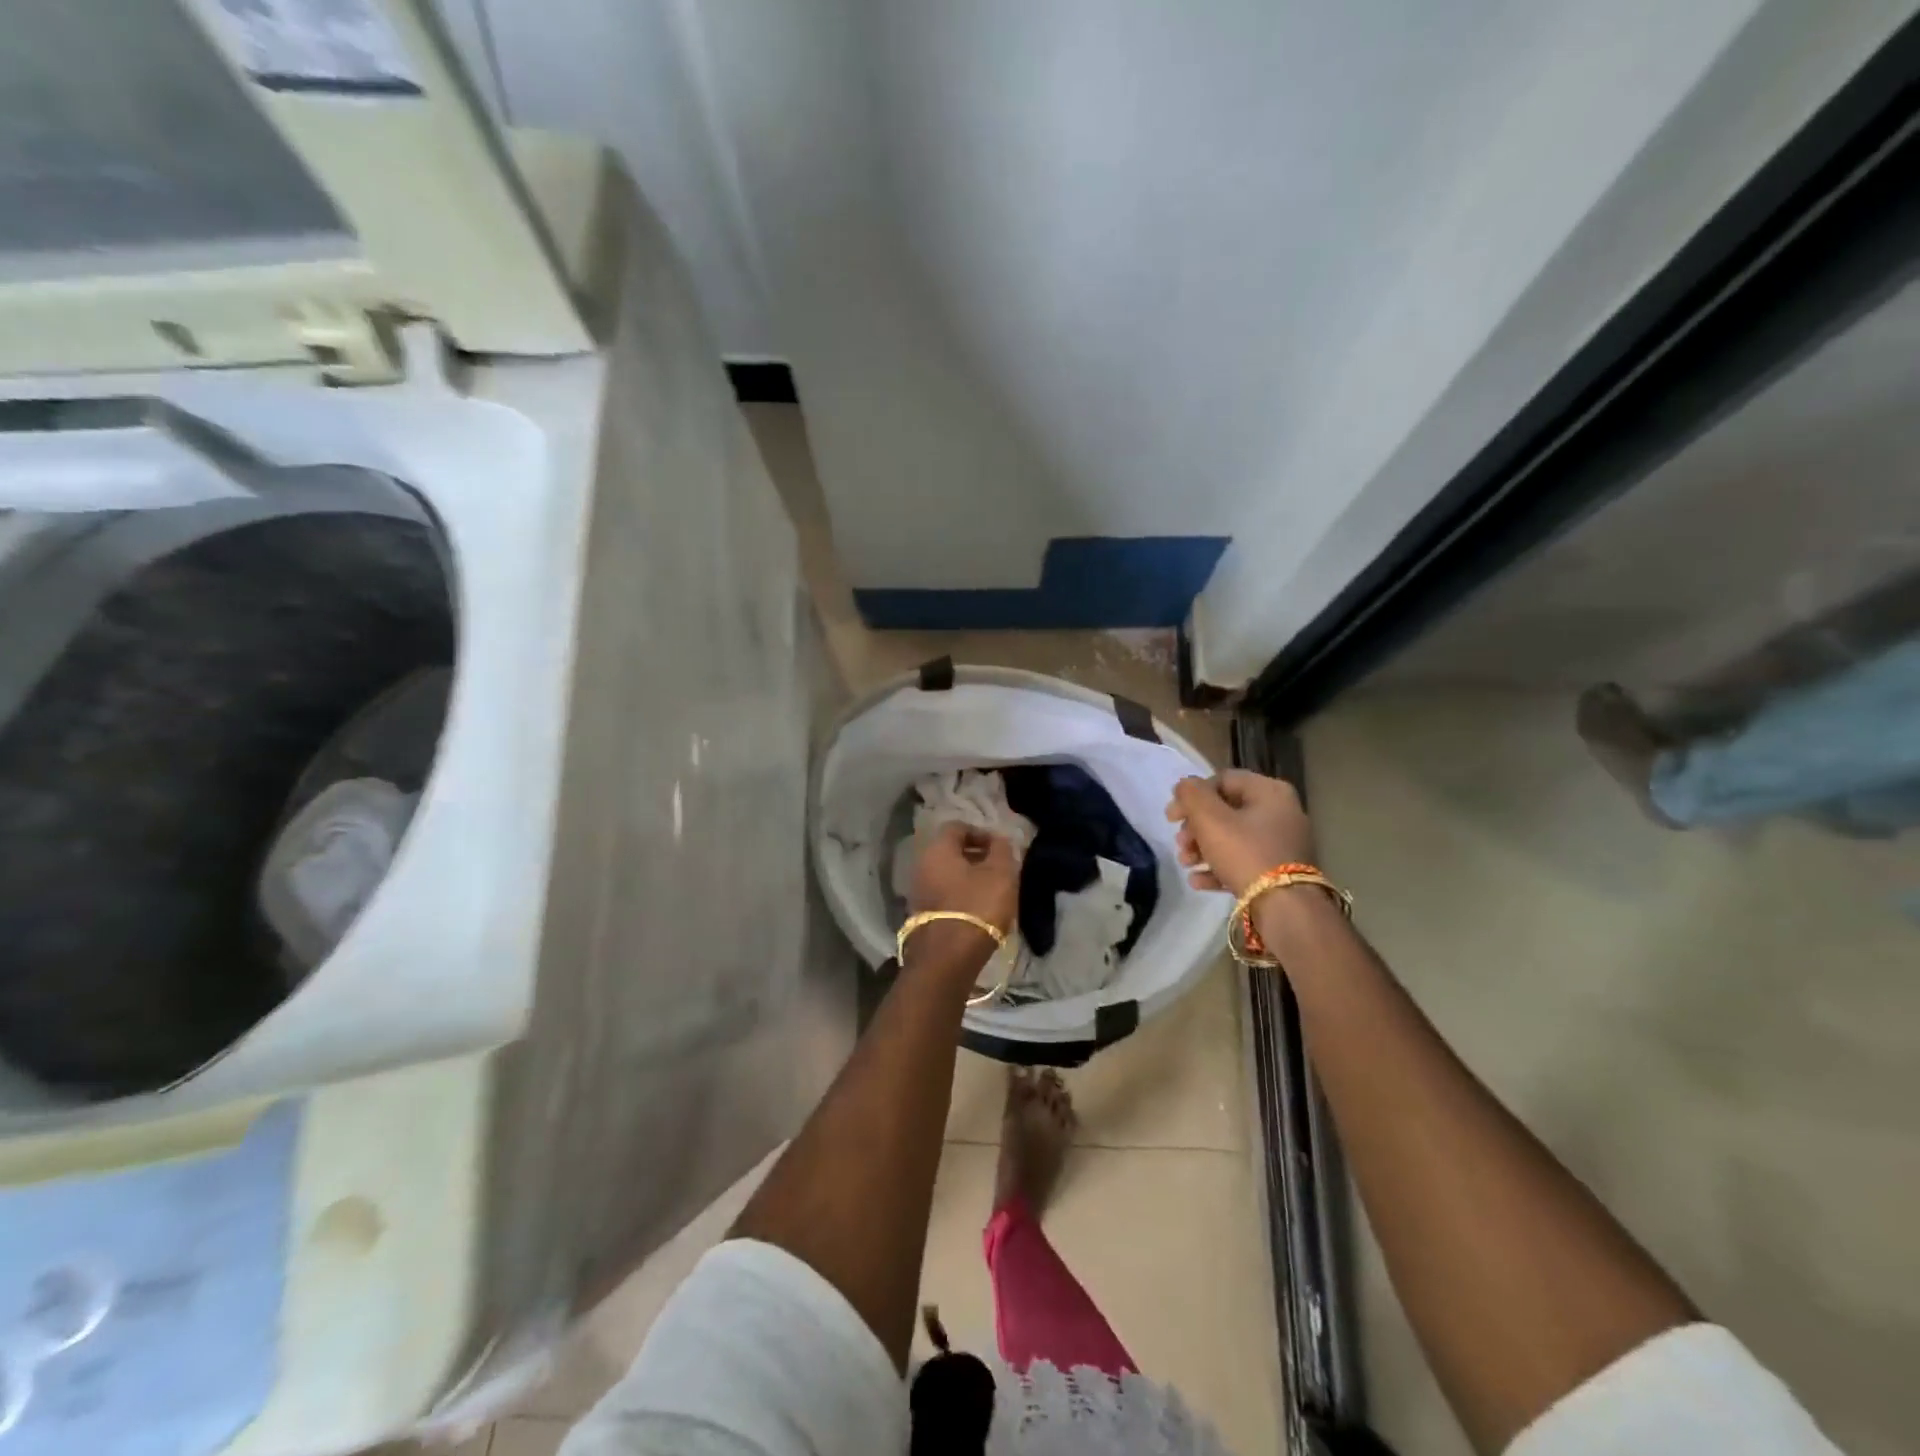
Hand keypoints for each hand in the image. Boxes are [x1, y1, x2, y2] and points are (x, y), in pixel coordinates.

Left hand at [909, 821, 1018, 943]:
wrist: (948, 957)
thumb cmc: (977, 905)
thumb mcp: (1000, 873)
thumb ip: (1002, 849)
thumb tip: (999, 839)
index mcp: (937, 849)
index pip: (957, 827)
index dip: (981, 833)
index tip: (1000, 848)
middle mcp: (921, 865)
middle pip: (950, 852)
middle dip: (976, 856)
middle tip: (999, 869)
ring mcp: (918, 892)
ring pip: (947, 875)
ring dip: (969, 878)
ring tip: (992, 891)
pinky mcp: (921, 916)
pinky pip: (943, 895)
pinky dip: (960, 896)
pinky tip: (978, 910)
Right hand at [1165, 770, 1314, 897]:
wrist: (1285, 908)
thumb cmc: (1245, 853)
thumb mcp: (1210, 819)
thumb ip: (1192, 795)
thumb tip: (1185, 785)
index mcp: (1270, 792)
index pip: (1222, 780)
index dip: (1192, 795)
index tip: (1171, 817)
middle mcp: (1281, 813)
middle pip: (1226, 811)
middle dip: (1195, 827)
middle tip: (1179, 843)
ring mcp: (1282, 844)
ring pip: (1232, 838)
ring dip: (1202, 848)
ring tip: (1185, 863)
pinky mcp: (1279, 873)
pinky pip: (1243, 862)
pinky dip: (1218, 867)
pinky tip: (1197, 881)